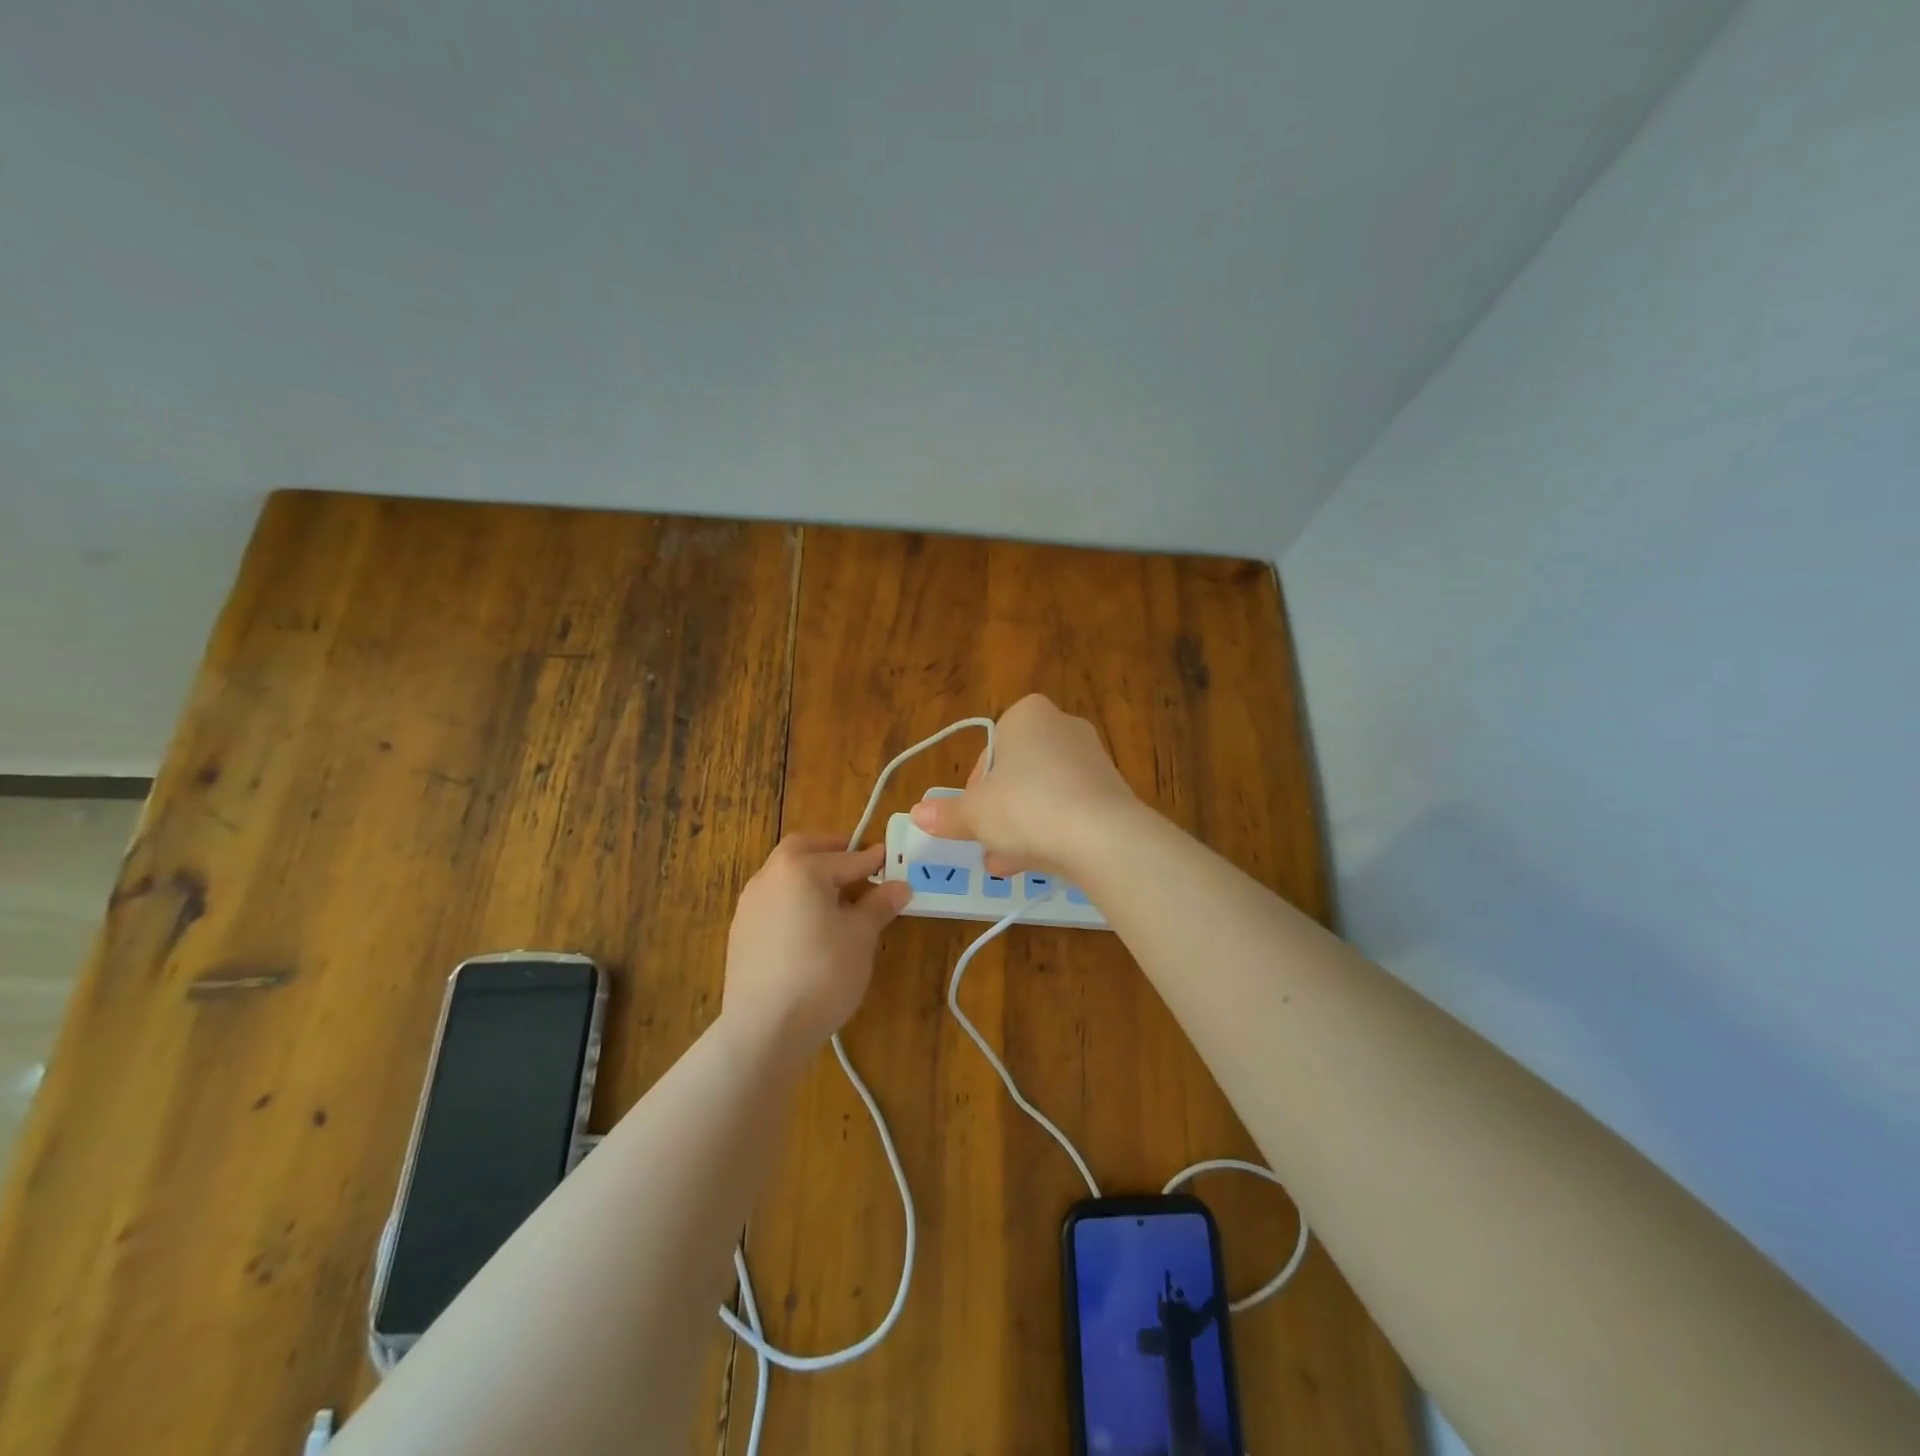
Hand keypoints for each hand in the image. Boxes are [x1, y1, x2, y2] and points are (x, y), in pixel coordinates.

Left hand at [721, 834, 910, 1060]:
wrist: (765, 1029)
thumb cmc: (822, 973)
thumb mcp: (861, 936)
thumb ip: (879, 904)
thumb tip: (900, 886)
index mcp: (801, 868)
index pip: (847, 857)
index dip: (874, 860)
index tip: (893, 859)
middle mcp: (770, 876)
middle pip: (803, 849)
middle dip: (832, 852)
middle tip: (858, 864)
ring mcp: (749, 903)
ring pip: (784, 874)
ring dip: (810, 875)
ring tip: (837, 897)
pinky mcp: (740, 931)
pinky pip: (773, 901)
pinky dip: (794, 899)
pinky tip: (810, 926)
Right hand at [909, 694, 1138, 876]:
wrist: (1102, 836)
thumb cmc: (1026, 807)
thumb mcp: (975, 812)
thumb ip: (947, 814)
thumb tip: (918, 814)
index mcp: (1028, 715)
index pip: (990, 751)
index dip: (976, 788)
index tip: (972, 815)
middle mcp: (1064, 726)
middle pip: (1018, 774)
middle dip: (1000, 811)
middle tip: (987, 841)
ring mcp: (1093, 759)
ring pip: (1044, 795)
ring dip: (1022, 827)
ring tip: (1005, 863)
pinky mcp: (1112, 792)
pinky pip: (1071, 810)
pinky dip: (1053, 832)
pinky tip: (1038, 864)